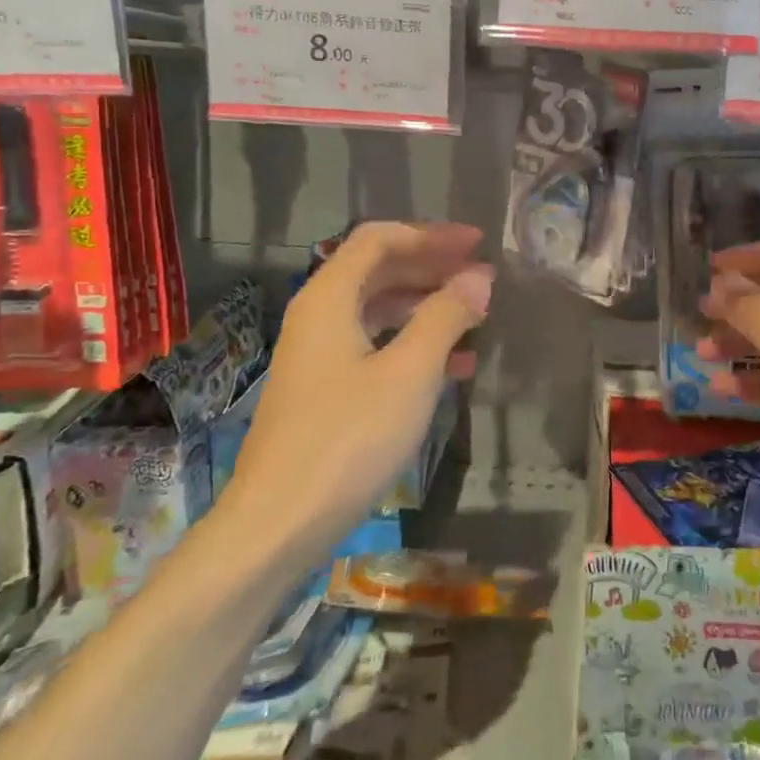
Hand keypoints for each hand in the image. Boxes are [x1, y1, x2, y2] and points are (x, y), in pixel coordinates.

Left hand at [224, 223, 491, 546]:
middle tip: (481, 276)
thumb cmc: (348, 439)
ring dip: (427, 307)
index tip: (477, 244)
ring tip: (475, 318)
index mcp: (329, 299)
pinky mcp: (324, 391)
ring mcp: (318, 356)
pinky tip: (454, 366)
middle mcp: (318, 316)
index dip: (430, 235)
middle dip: (432, 268)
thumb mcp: (410, 373)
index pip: (379, 239)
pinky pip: (374, 347)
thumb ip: (445, 317)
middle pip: (378, 271)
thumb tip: (478, 278)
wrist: (278, 525)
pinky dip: (413, 345)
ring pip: (379, 311)